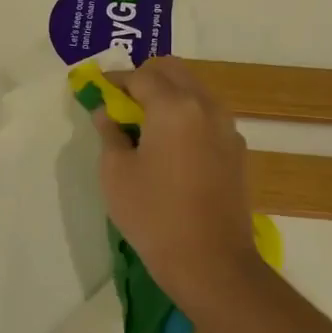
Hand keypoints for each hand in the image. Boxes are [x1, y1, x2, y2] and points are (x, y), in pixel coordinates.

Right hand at [93, 57, 268, 310]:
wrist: (210, 261)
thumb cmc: (153, 214)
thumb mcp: (115, 173)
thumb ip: (109, 133)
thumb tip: (107, 112)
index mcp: (173, 106)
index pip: (140, 75)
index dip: (114, 80)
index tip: (95, 90)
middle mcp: (206, 106)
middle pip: (174, 71)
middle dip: (144, 78)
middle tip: (120, 104)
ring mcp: (226, 128)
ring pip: (194, 91)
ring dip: (168, 96)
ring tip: (143, 126)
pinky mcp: (236, 151)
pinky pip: (207, 117)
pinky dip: (186, 117)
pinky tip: (170, 148)